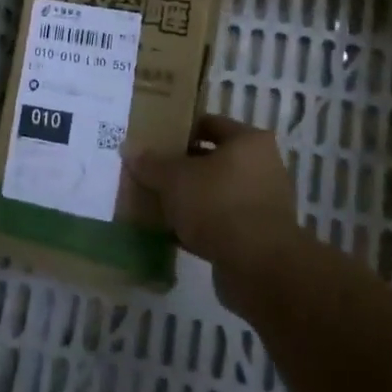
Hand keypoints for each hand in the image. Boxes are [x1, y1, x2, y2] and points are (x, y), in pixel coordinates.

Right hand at [127, 115, 301, 315]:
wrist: (259, 268)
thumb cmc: (219, 205)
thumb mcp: (175, 179)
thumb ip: (151, 163)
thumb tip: (128, 148)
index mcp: (249, 141)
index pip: (210, 124)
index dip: (181, 130)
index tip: (155, 140)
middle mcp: (262, 167)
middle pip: (213, 160)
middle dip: (182, 168)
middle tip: (151, 173)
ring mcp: (262, 203)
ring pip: (216, 193)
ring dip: (190, 199)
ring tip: (157, 204)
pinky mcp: (257, 237)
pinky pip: (221, 222)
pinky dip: (199, 225)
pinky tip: (172, 233)